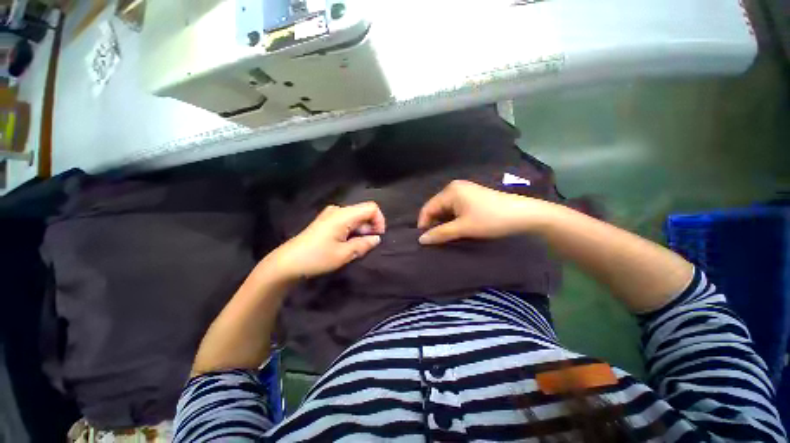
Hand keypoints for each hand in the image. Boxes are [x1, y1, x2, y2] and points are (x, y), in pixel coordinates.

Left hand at [265, 202, 385, 279]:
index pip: (371, 208)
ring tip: (355, 247)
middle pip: (363, 212)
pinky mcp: (326, 221)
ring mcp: (330, 215)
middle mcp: (338, 210)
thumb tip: (376, 239)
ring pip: (355, 217)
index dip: (379, 220)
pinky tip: (346, 244)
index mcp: (343, 215)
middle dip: (370, 227)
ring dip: (361, 231)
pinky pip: (346, 221)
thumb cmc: (317, 257)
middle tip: (366, 245)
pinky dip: (352, 231)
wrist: (287, 263)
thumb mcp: (344, 254)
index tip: (378, 236)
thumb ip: (363, 244)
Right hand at [417, 180, 556, 244]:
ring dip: (444, 222)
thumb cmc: (491, 219)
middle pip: (436, 207)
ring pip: (446, 209)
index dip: (423, 224)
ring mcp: (465, 191)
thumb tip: (421, 240)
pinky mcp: (472, 197)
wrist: (524, 214)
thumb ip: (440, 233)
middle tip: (434, 240)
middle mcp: (455, 188)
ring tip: (444, 237)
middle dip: (434, 223)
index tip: (424, 240)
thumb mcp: (463, 228)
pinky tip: (456, 229)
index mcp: (450, 191)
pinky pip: (455, 208)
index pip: (428, 208)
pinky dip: (453, 219)